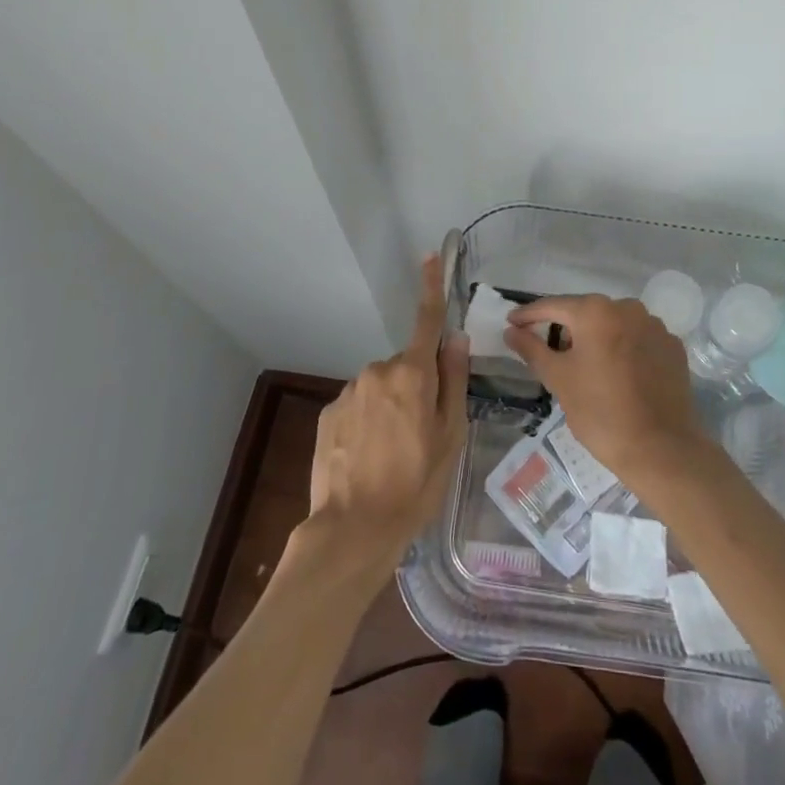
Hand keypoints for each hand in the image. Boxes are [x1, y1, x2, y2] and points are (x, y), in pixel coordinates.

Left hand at [301, 255, 469, 576]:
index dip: (432, 286)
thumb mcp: (450, 436)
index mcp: (412, 374)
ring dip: (389, 404)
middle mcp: (377, 371)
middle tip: (422, 430)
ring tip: (393, 451)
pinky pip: (357, 404)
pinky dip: (366, 420)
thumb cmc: (415, 485)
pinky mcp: (327, 412)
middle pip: (405, 364)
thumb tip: (456, 338)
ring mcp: (348, 391)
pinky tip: (368, 455)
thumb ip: (454, 381)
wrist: (353, 529)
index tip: (432, 255)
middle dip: (415, 383)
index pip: (426, 320)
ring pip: (380, 386)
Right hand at [504, 294, 704, 483]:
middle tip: (548, 350)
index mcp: (596, 311)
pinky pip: (637, 339)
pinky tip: (617, 373)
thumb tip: (511, 331)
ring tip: (584, 365)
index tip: (511, 323)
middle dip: (565, 328)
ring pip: (614, 324)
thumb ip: (532, 349)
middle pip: (586, 312)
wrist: (661, 449)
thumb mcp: (558, 379)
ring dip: (596, 337)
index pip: (553, 306)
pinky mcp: (672, 346)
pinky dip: (622, 348)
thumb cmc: (601, 413)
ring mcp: (654, 326)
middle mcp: (627, 308)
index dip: (528, 315)